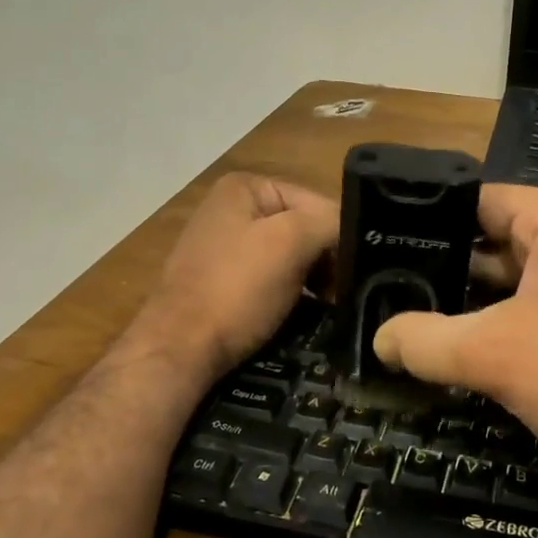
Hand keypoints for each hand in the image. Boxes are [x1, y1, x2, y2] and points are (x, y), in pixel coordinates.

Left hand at [129, 173, 337, 384]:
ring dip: (313, 279)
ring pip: (289, 255)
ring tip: (330, 305)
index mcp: (245, 187)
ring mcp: (224, 246)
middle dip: (326, 258)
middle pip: (302, 227)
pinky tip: (303, 312)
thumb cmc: (237, 288)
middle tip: (344, 292)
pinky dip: (291, 293)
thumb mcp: (292, 242)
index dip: (340, 234)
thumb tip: (354, 231)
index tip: (357, 271)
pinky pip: (270, 278)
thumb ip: (330, 223)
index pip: (316, 202)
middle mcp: (231, 209)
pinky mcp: (222, 281)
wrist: (180, 349)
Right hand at [371, 185, 537, 502]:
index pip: (479, 201)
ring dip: (487, 301)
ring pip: (529, 275)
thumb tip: (380, 338)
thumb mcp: (494, 356)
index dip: (430, 225)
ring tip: (432, 323)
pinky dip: (522, 318)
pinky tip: (490, 349)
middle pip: (503, 238)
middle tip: (399, 294)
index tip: (389, 252)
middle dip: (455, 270)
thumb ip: (425, 341)